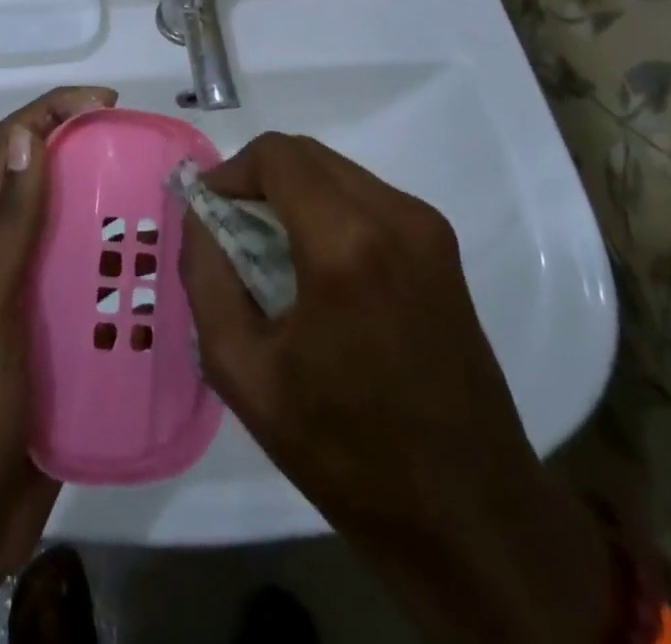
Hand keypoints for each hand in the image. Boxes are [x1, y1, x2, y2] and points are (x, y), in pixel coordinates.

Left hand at [0, 86, 116, 643]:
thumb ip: (7, 228)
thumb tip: (28, 140)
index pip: (12, 148)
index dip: (52, 111)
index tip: (106, 105)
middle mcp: (6, 259)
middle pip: (49, 184)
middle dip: (93, 156)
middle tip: (149, 159)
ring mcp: (33, 302)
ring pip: (77, 236)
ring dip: (116, 215)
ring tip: (169, 214)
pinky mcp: (59, 342)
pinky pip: (96, 292)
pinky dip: (125, 275)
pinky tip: (166, 283)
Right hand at [179, 133, 616, 643]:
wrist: (471, 515)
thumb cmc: (345, 450)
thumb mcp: (244, 372)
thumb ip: (206, 277)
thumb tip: (199, 217)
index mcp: (345, 244)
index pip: (276, 156)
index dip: (231, 170)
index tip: (208, 208)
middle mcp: (393, 216)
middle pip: (306, 155)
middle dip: (259, 177)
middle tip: (231, 227)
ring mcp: (427, 228)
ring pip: (338, 171)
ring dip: (294, 191)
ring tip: (270, 248)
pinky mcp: (442, 247)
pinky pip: (368, 197)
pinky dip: (328, 207)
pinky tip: (317, 265)